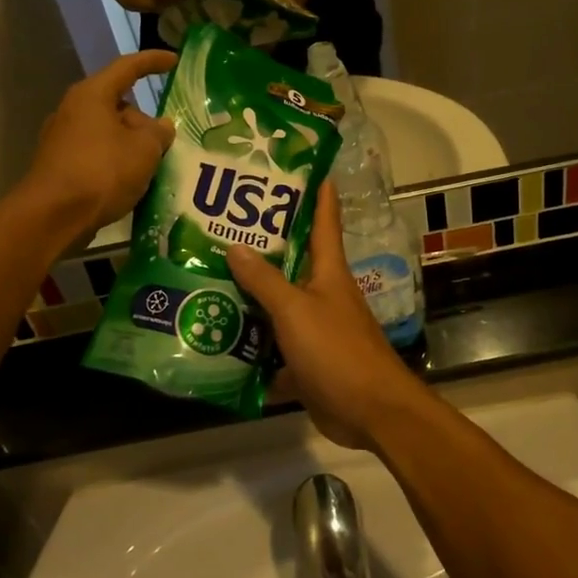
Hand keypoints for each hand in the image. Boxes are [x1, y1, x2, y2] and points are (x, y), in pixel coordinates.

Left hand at [21, 51, 176, 237]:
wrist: (53, 216)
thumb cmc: (102, 171)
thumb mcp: (144, 149)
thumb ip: (159, 132)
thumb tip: (160, 126)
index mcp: (92, 95)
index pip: (128, 67)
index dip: (153, 62)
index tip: (174, 61)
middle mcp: (73, 110)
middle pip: (118, 105)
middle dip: (144, 121)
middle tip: (167, 141)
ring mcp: (63, 139)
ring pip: (109, 133)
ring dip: (132, 145)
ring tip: (155, 166)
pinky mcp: (60, 166)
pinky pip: (98, 155)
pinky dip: (117, 163)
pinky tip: (132, 184)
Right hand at [227, 183, 430, 449]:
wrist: (369, 412)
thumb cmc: (337, 351)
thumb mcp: (296, 311)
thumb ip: (265, 281)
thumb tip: (235, 246)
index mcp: (329, 271)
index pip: (324, 219)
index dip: (316, 191)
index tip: (299, 165)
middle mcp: (323, 292)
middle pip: (292, 259)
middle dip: (262, 242)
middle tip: (222, 223)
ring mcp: (316, 327)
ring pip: (278, 303)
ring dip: (251, 294)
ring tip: (208, 276)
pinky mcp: (307, 359)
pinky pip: (274, 344)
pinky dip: (252, 342)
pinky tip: (218, 336)